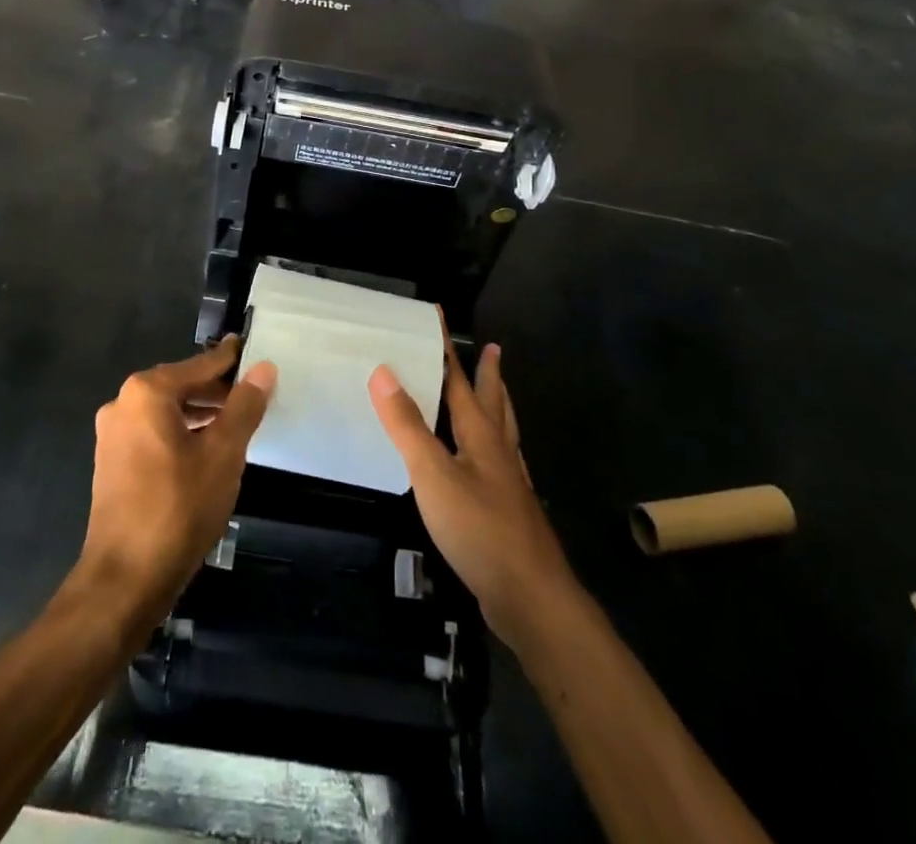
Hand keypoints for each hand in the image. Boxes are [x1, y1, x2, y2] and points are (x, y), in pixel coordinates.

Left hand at [77, 337, 275, 624]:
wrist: (125, 579)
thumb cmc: (179, 507)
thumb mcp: (223, 454)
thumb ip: (244, 406)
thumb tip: (263, 368)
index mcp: (147, 392)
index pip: (200, 365)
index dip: (230, 360)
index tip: (253, 349)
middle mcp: (123, 404)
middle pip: (181, 385)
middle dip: (217, 390)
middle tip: (253, 394)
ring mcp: (113, 434)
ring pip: (167, 411)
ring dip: (200, 413)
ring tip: (236, 423)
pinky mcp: (112, 462)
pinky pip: (153, 433)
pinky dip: (181, 433)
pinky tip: (206, 450)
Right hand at [369, 341, 573, 646]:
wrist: (531, 599)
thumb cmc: (480, 530)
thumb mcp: (434, 475)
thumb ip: (408, 425)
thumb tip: (384, 370)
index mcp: (481, 436)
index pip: (460, 380)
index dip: (447, 349)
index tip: (439, 317)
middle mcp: (499, 452)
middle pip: (494, 402)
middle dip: (488, 374)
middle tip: (492, 348)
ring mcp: (509, 484)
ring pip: (504, 432)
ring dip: (498, 406)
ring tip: (498, 393)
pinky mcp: (509, 513)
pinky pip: (501, 464)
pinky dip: (494, 447)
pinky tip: (490, 463)